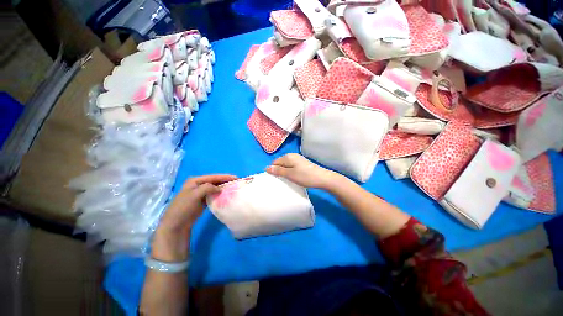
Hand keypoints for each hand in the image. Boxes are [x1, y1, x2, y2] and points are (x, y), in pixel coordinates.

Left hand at [152, 174, 236, 260]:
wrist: (176, 224)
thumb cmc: (184, 207)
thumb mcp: (195, 195)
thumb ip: (208, 188)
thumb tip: (220, 188)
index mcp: (195, 181)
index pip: (213, 177)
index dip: (224, 177)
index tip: (236, 177)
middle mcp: (198, 185)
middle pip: (214, 181)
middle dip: (225, 181)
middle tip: (236, 182)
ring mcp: (200, 193)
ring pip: (214, 188)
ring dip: (223, 188)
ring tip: (233, 187)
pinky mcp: (202, 201)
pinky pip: (213, 195)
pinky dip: (220, 194)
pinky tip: (226, 195)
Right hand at [266, 153, 339, 188]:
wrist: (322, 178)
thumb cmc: (304, 176)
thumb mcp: (289, 174)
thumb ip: (278, 171)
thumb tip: (266, 167)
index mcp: (288, 157)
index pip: (275, 162)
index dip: (273, 170)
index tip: (274, 179)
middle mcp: (292, 155)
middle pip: (280, 162)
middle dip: (278, 170)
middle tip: (280, 180)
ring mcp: (298, 159)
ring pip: (286, 164)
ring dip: (284, 171)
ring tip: (286, 180)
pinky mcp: (302, 163)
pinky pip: (292, 166)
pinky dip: (290, 171)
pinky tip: (293, 177)